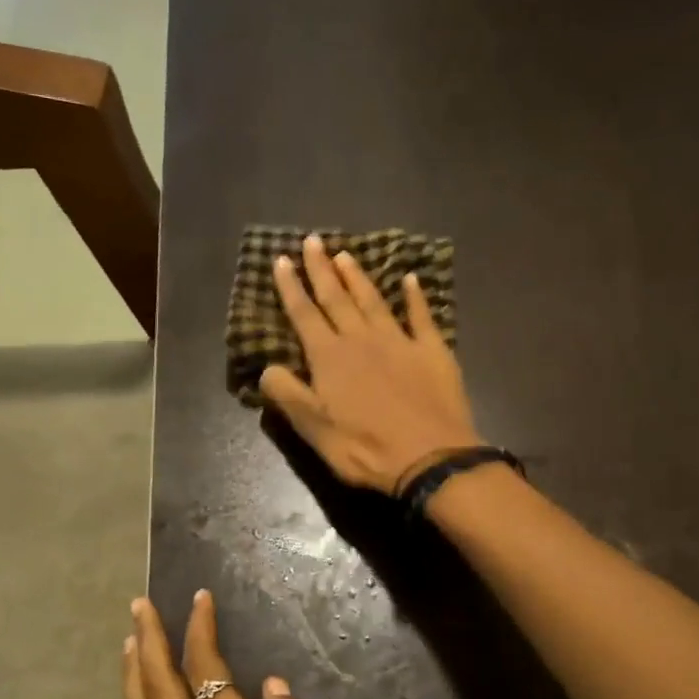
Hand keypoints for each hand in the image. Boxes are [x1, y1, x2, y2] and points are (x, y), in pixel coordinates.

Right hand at [259, 233, 480, 493]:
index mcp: (329, 357)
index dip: (290, 287)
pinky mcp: (432, 351)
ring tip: (345, 254)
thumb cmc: (364, 448)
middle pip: (336, 298)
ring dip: (358, 277)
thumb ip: (287, 394)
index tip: (280, 260)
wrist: (429, 457)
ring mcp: (399, 341)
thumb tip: (267, 367)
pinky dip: (416, 296)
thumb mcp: (313, 429)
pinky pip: (421, 316)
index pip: (304, 314)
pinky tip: (411, 279)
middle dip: (321, 269)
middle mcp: (361, 339)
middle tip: (313, 240)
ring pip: (373, 300)